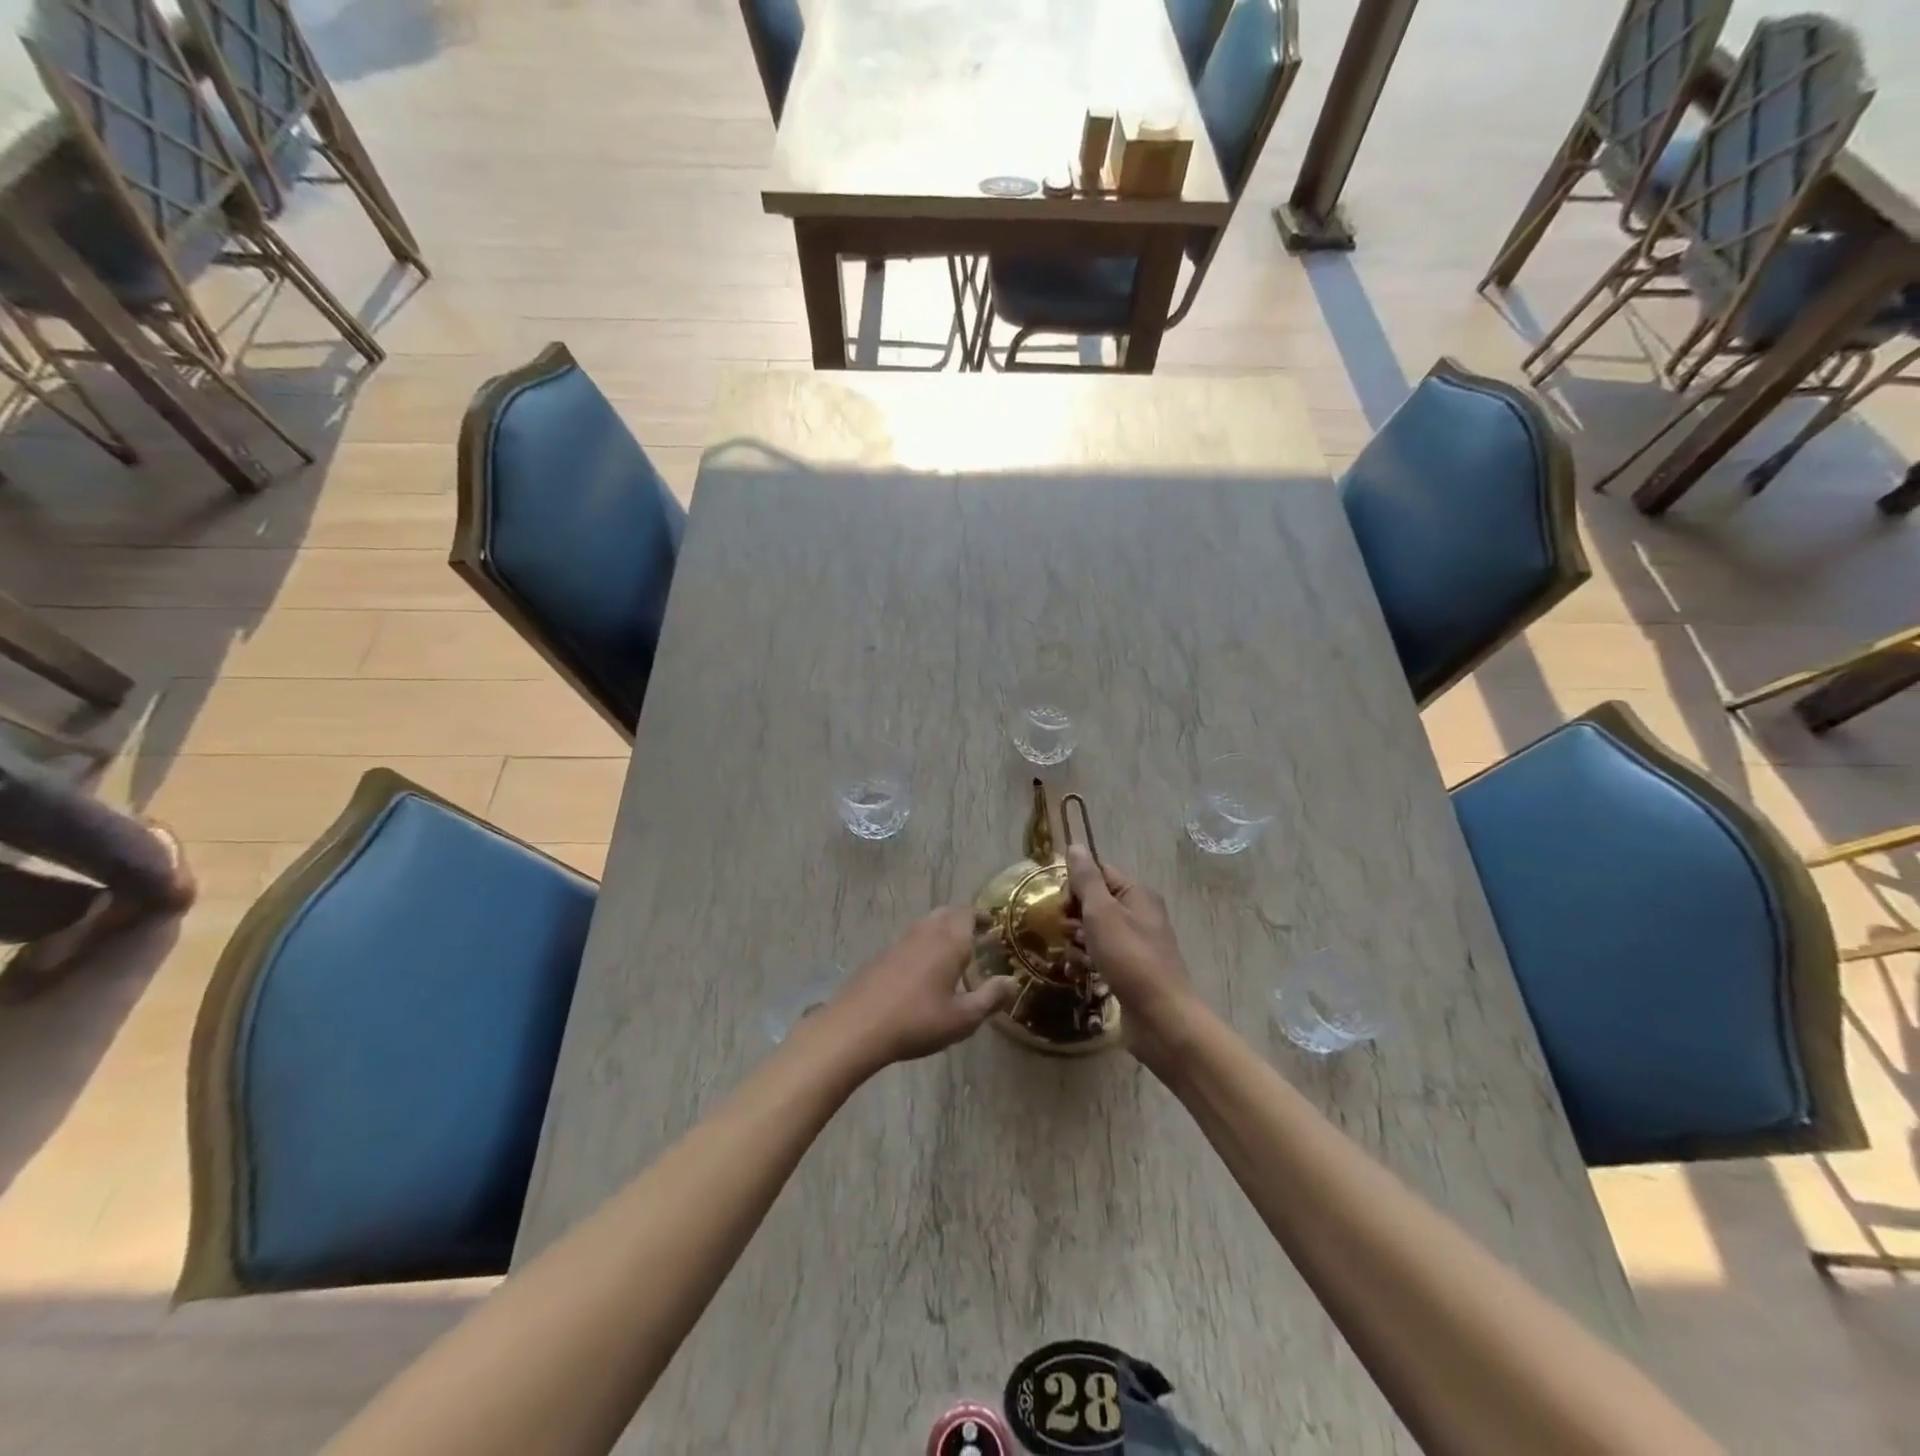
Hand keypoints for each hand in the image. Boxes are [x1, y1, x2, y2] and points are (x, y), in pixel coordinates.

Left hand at [815, 908, 1015, 1072]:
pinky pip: (910, 939)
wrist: (858, 1026)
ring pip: (926, 924)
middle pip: (947, 913)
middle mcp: (925, 932)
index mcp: (949, 940)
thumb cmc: (918, 1021)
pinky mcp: (882, 955)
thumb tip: (1012, 982)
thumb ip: (990, 998)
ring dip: (942, 931)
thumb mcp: (963, 1018)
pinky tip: (923, 969)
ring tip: (953, 952)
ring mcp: (900, 941)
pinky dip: (923, 944)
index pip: (968, 913)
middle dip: (962, 920)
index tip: (991, 926)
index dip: (981, 917)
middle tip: (976, 936)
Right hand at [1066, 846, 1198, 1070]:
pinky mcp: (1130, 970)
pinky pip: (1101, 956)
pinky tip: (1079, 974)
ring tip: (1072, 958)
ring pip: (1094, 932)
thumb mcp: (1102, 912)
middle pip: (1094, 903)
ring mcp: (1136, 944)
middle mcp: (1139, 914)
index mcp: (1136, 894)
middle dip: (1073, 917)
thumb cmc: (1129, 958)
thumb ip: (1086, 879)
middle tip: (1065, 934)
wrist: (1160, 1016)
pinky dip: (1088, 962)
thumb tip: (1075, 846)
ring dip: (1077, 942)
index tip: (1061, 905)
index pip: (1098, 873)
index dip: (1075, 885)